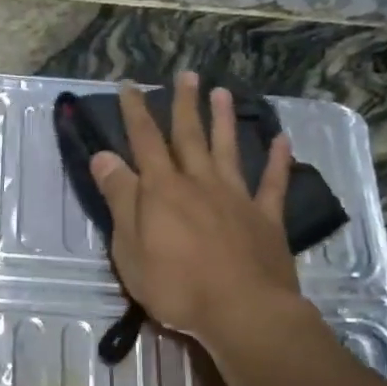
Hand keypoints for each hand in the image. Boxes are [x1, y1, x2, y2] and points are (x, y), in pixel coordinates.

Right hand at [89, 71, 301, 344]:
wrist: (242, 310)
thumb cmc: (176, 285)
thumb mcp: (130, 246)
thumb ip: (120, 198)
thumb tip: (104, 156)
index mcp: (163, 190)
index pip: (144, 142)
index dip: (135, 113)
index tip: (130, 86)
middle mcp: (200, 183)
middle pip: (189, 136)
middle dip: (183, 104)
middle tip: (186, 75)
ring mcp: (236, 198)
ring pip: (228, 150)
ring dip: (224, 120)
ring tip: (222, 92)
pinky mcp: (266, 218)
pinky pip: (273, 183)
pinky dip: (278, 161)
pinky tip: (282, 141)